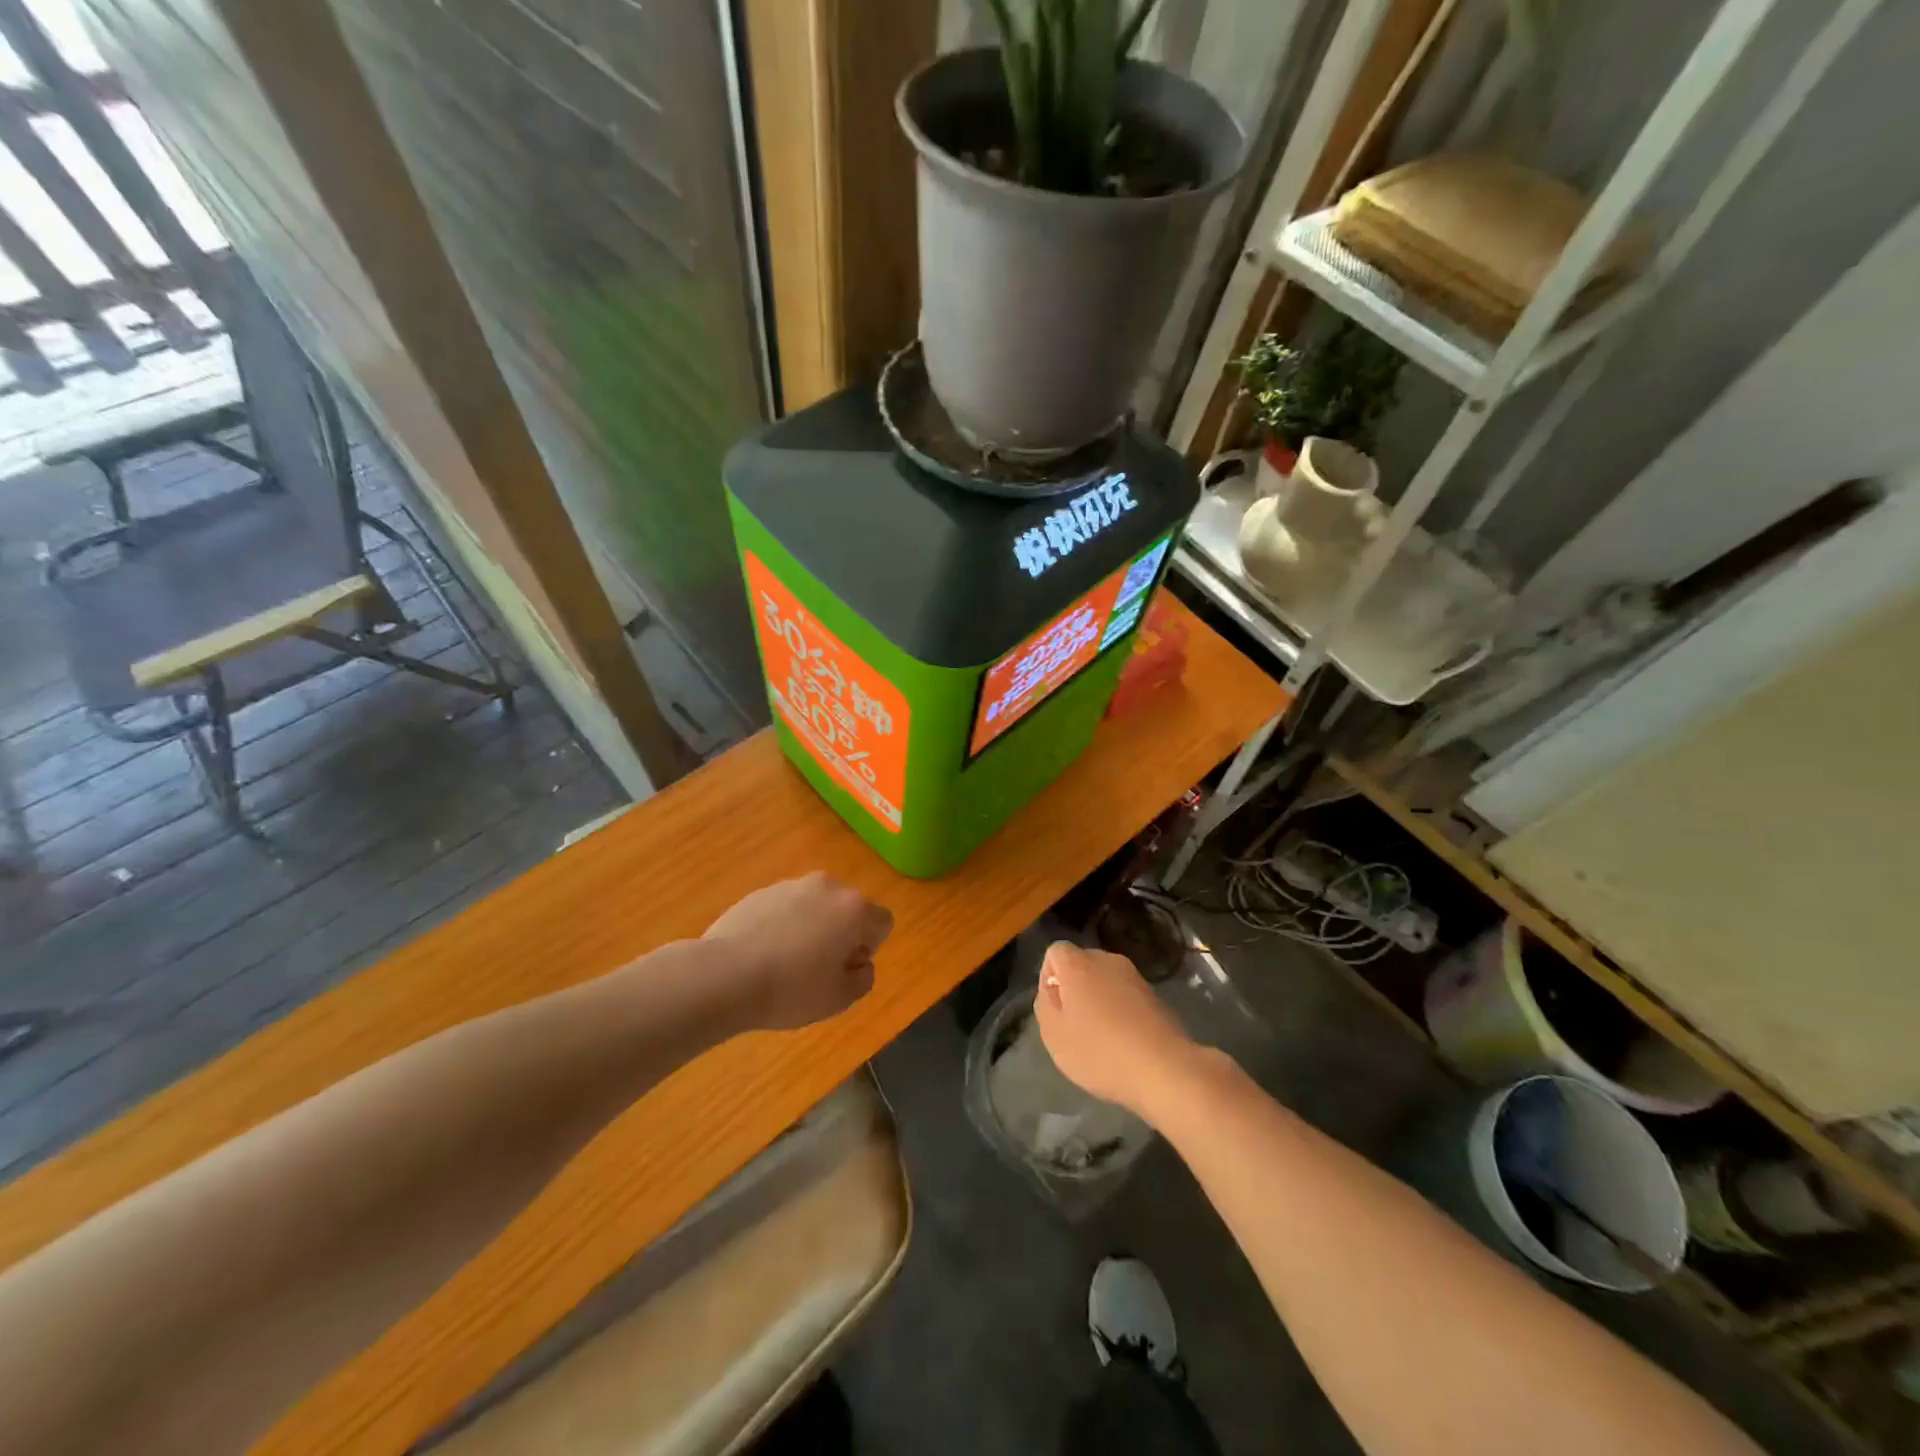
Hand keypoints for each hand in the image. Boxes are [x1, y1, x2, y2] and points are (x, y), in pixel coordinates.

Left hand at [703, 873, 892, 1030]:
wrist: (724, 976)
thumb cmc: (791, 989)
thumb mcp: (839, 999)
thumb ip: (863, 978)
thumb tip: (859, 963)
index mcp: (854, 909)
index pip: (882, 923)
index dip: (869, 949)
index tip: (844, 970)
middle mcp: (828, 887)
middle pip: (848, 910)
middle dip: (840, 934)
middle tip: (818, 968)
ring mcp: (791, 885)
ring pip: (815, 907)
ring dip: (811, 927)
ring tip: (785, 962)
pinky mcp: (760, 891)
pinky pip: (785, 908)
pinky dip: (782, 925)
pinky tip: (762, 954)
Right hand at [1033, 942, 1197, 1119]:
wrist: (1163, 1068)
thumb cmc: (1099, 1050)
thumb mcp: (1054, 1034)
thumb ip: (1045, 1004)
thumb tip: (1053, 988)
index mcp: (1079, 964)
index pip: (1055, 951)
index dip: (1048, 977)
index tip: (1055, 1008)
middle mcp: (1107, 961)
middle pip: (1082, 964)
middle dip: (1074, 988)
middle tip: (1074, 1025)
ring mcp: (1135, 977)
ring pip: (1105, 981)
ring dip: (1099, 1001)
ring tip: (1100, 1037)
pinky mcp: (1154, 996)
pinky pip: (1126, 996)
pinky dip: (1120, 1012)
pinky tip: (1123, 1042)